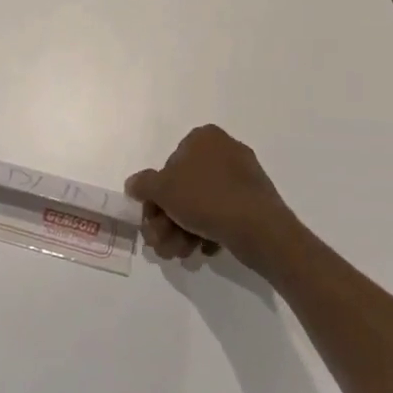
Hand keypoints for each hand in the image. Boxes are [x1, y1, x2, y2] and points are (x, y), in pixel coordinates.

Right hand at [126, 125, 302, 268]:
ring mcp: (243, 176)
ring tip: (180, 254)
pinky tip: (203, 250)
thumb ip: (143, 184)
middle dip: (168, 220)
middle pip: (184, 188)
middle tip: (162, 244)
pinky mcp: (255, 201)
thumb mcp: (163, 189)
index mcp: (204, 138)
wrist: (259, 228)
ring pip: (202, 204)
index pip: (169, 165)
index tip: (152, 219)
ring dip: (183, 230)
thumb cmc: (206, 198)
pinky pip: (223, 214)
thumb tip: (133, 184)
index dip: (156, 196)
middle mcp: (225, 150)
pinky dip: (208, 231)